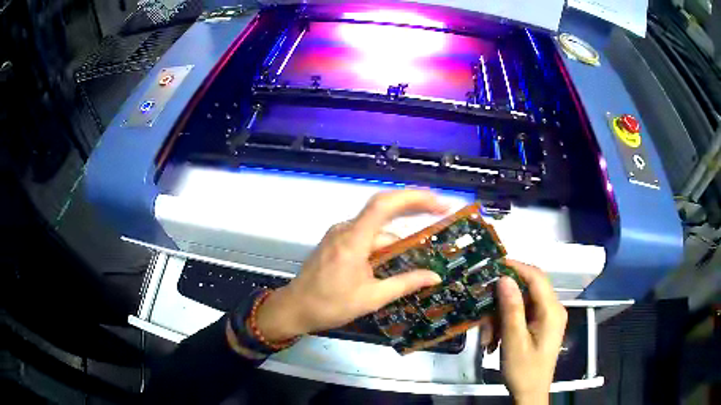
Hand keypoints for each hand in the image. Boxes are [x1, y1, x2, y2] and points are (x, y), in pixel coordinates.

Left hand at [256, 190, 447, 341]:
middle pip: (383, 212)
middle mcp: (345, 229)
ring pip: (375, 229)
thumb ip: (405, 283)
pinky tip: (395, 257)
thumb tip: (435, 276)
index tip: (438, 202)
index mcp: (353, 239)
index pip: (384, 205)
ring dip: (397, 237)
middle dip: (413, 211)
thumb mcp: (372, 298)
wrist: (294, 308)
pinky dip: (383, 243)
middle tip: (441, 214)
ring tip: (422, 247)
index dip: (413, 198)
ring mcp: (339, 234)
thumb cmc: (330, 305)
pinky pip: (365, 236)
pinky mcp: (336, 242)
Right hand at [498, 260, 566, 404]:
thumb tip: (504, 278)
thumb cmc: (524, 370)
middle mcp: (554, 309)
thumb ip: (511, 309)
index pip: (536, 277)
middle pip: (528, 289)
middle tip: (484, 312)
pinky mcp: (542, 325)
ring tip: (488, 336)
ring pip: (523, 302)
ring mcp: (549, 317)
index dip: (516, 267)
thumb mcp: (514, 341)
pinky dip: (508, 322)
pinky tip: (496, 338)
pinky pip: (524, 314)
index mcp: (552, 311)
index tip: (493, 265)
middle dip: (504, 299)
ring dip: (503, 314)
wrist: (530, 393)